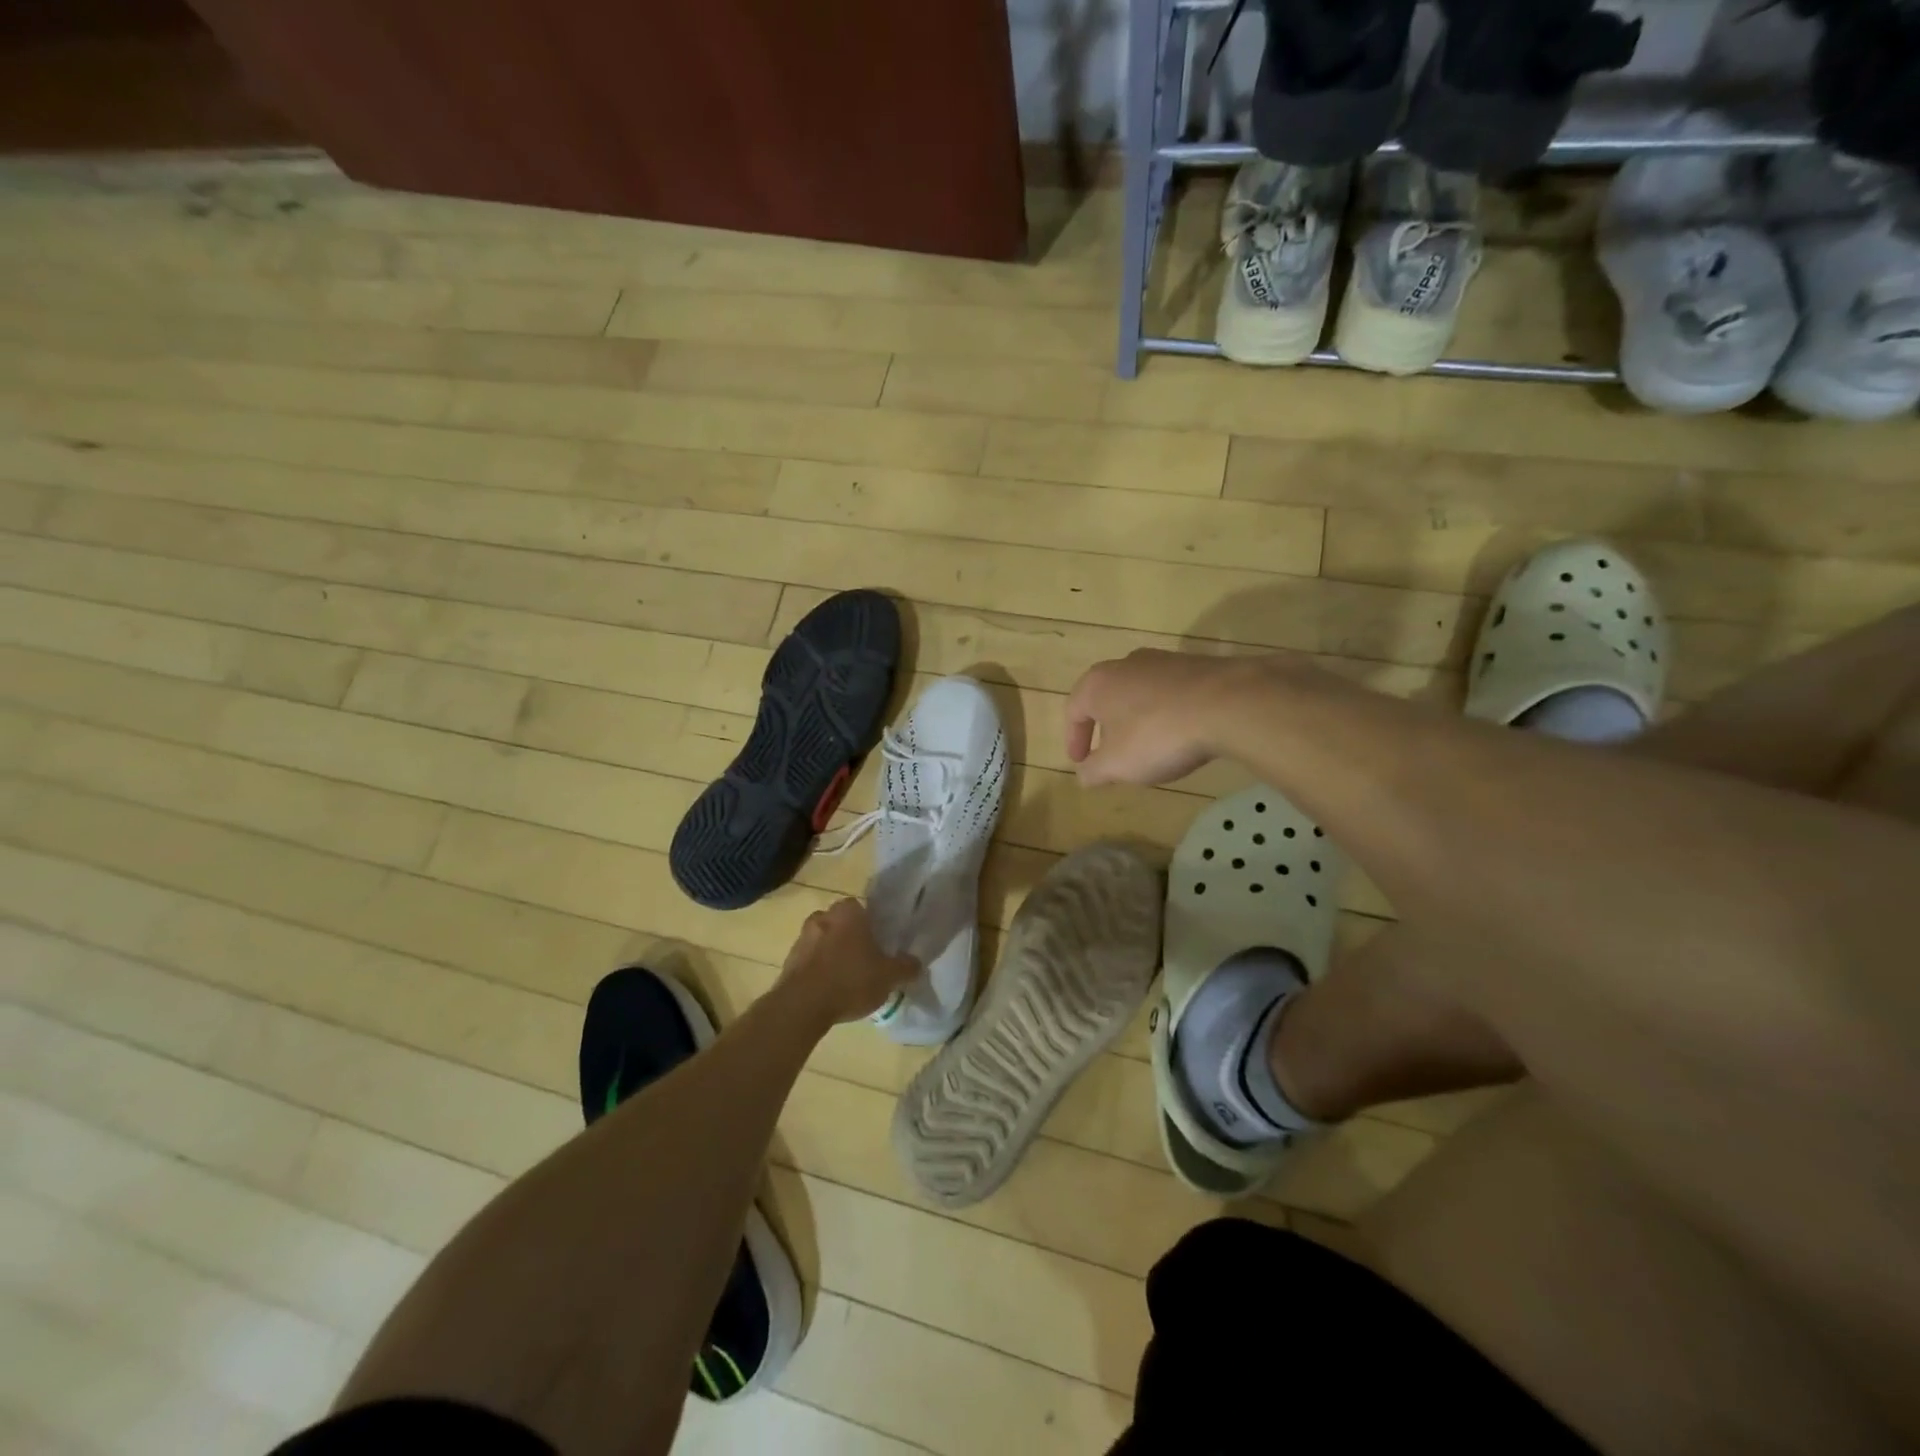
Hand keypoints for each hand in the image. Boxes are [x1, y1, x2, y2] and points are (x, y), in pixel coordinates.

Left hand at [776, 899, 920, 1025]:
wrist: (802, 1005)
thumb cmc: (850, 980)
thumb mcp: (889, 976)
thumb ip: (906, 967)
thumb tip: (916, 962)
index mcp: (849, 912)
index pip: (862, 908)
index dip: (871, 924)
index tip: (878, 942)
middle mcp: (823, 916)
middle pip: (841, 922)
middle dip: (850, 937)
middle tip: (864, 959)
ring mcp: (802, 937)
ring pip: (824, 939)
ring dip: (832, 953)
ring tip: (846, 978)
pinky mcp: (788, 960)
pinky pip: (809, 959)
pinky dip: (818, 969)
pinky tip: (828, 989)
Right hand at [1065, 649, 1253, 786]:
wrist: (1228, 704)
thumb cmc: (1158, 735)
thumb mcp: (1118, 765)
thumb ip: (1094, 771)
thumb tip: (1084, 775)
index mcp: (1097, 683)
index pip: (1073, 711)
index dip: (1074, 740)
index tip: (1081, 763)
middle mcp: (1125, 664)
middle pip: (1106, 697)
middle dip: (1106, 728)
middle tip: (1112, 754)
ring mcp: (1163, 660)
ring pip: (1139, 693)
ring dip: (1137, 719)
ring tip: (1148, 746)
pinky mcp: (1196, 665)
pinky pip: (1169, 692)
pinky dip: (1166, 712)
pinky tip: (1180, 733)